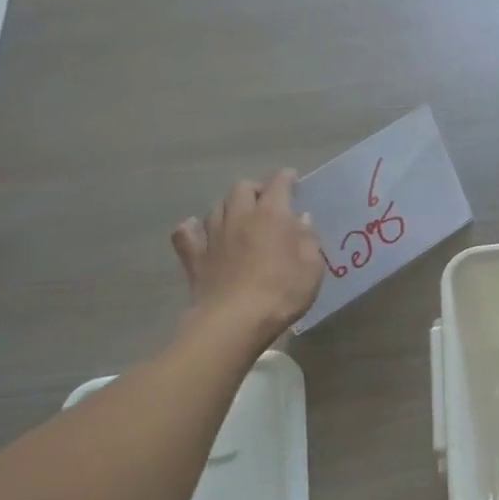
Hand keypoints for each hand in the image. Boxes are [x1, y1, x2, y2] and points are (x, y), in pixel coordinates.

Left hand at [172, 171, 323, 338]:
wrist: (235, 321)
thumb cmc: (282, 293)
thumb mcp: (312, 268)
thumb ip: (308, 239)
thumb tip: (301, 219)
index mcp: (272, 215)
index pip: (278, 184)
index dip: (286, 178)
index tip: (293, 179)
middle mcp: (240, 216)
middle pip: (242, 188)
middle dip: (256, 189)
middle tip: (267, 202)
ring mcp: (212, 235)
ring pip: (216, 207)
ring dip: (230, 207)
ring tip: (239, 218)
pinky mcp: (194, 256)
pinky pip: (186, 233)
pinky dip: (192, 228)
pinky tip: (198, 231)